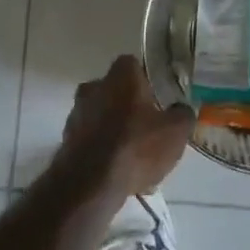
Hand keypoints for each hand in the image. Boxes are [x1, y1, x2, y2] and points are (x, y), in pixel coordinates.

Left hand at [59, 54, 195, 196]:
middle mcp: (94, 87)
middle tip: (148, 122)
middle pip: (114, 88)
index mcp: (121, 77)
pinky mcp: (66, 140)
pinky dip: (102, 147)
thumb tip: (181, 109)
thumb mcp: (176, 132)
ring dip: (114, 126)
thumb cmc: (136, 147)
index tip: (158, 93)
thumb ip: (182, 114)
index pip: (132, 64)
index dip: (146, 77)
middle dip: (129, 102)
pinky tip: (117, 168)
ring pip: (101, 113)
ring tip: (134, 151)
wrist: (89, 185)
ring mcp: (76, 114)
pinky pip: (91, 137)